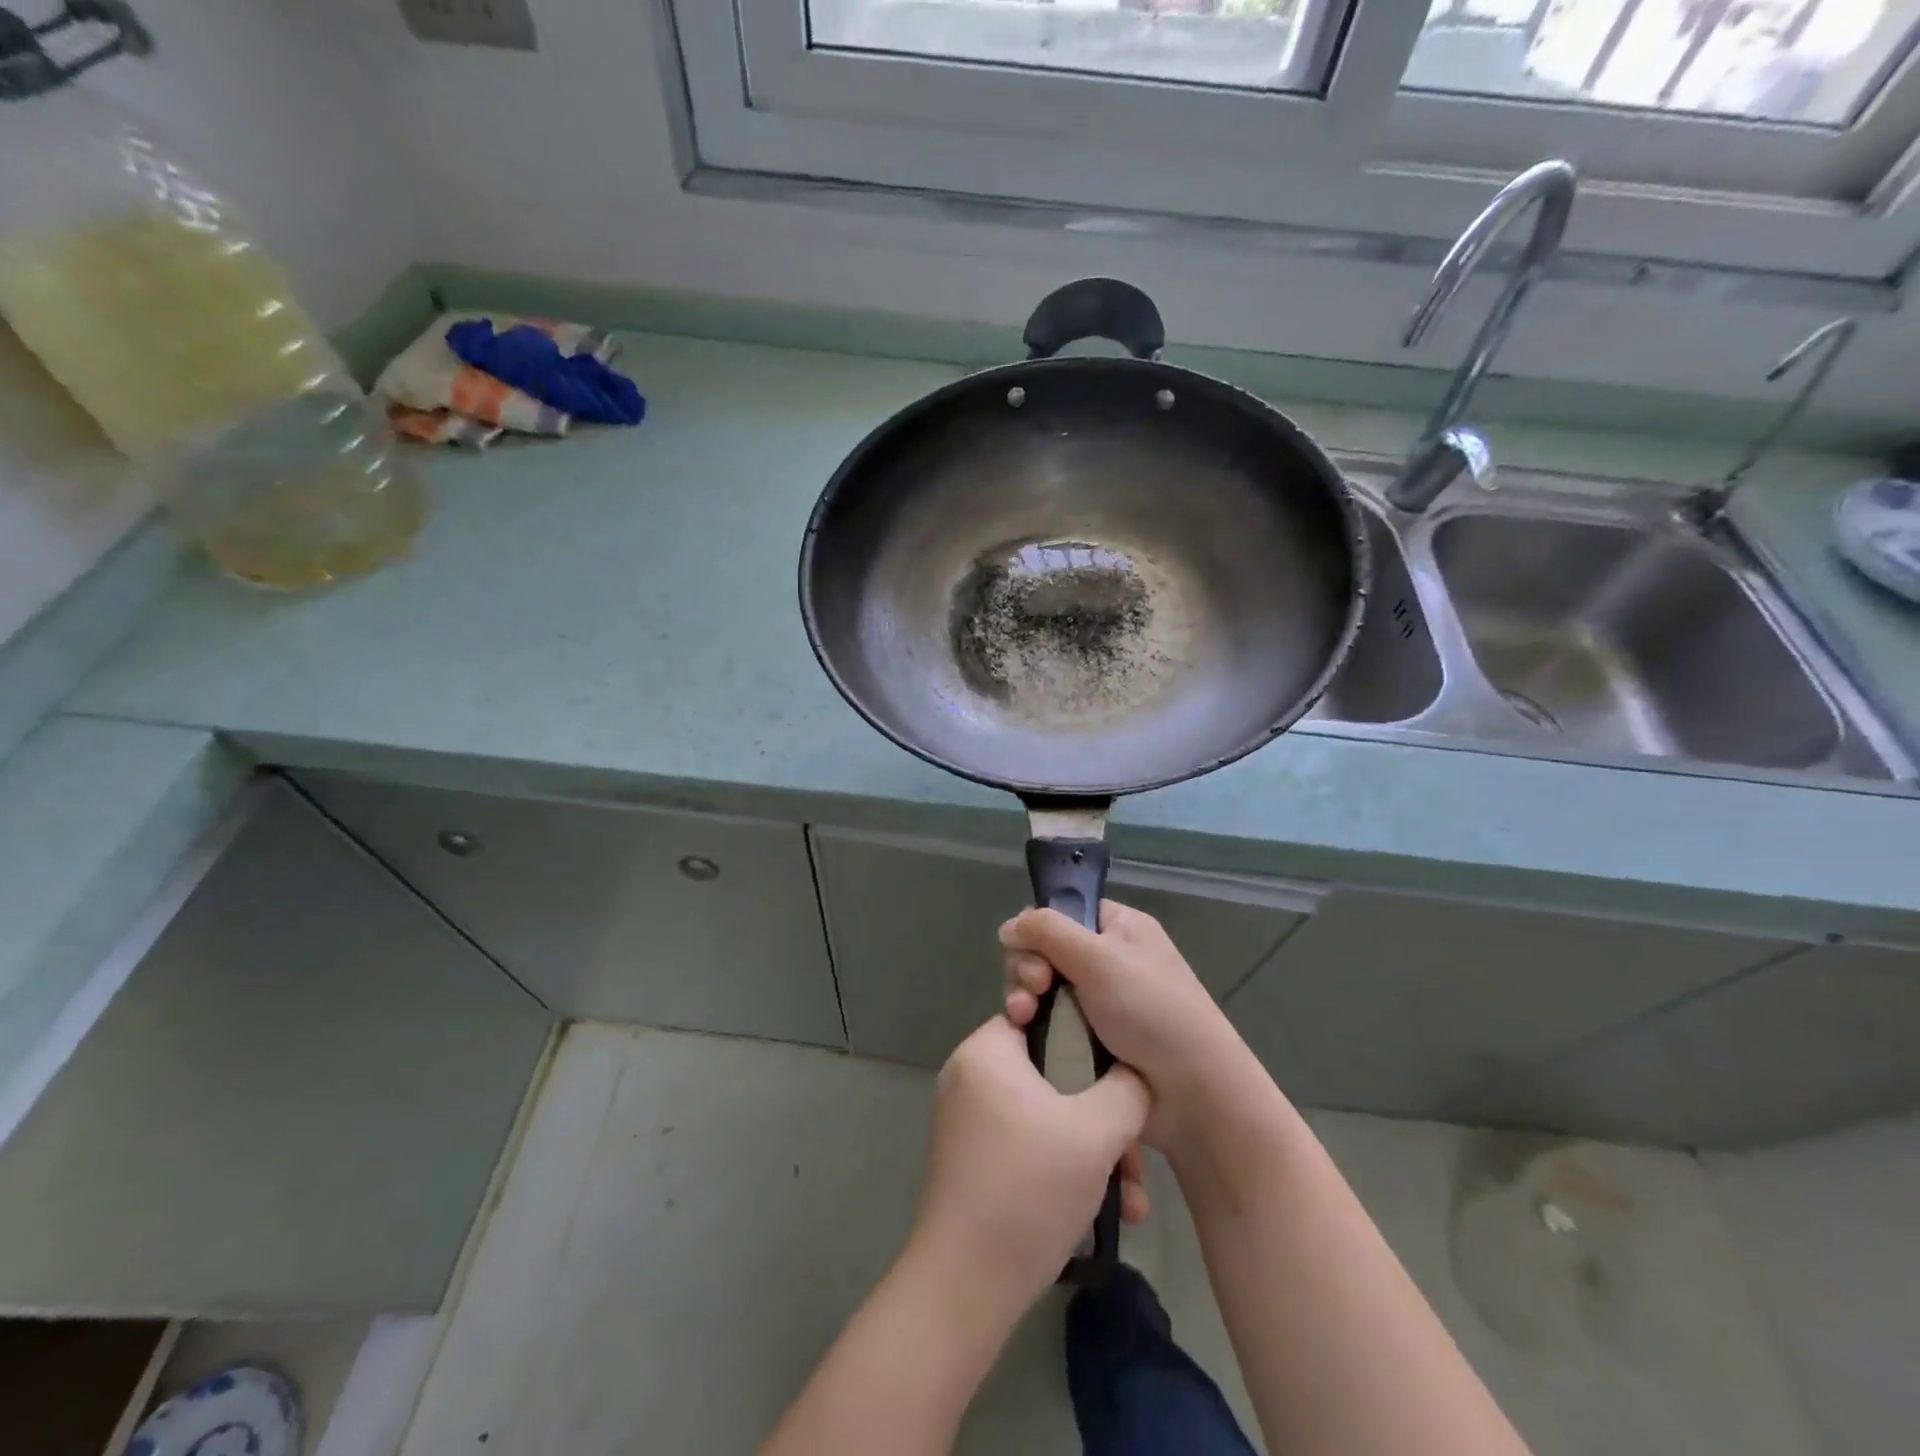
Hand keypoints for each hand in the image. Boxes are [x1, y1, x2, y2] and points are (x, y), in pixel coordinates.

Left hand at [908, 1016, 1149, 1318]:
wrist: (966, 1286)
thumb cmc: (1030, 1189)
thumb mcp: (1096, 1132)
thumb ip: (1126, 1089)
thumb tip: (1133, 1074)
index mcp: (986, 1050)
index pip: (1043, 1016)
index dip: (1088, 1038)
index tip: (1120, 1072)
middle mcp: (970, 1074)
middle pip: (1052, 1074)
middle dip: (1103, 1117)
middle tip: (1133, 1158)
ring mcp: (969, 1119)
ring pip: (1047, 1116)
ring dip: (1092, 1152)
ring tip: (1129, 1201)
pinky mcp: (973, 1158)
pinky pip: (1028, 1144)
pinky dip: (1064, 1168)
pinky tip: (1104, 1213)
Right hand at [1000, 900, 1264, 1154]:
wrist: (1193, 1094)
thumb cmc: (1151, 1011)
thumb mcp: (1099, 957)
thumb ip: (1048, 931)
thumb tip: (1008, 927)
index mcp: (1119, 928)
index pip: (1063, 912)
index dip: (1038, 929)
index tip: (1029, 950)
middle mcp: (1108, 959)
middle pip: (1046, 950)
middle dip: (1029, 967)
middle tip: (1034, 989)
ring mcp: (1099, 1002)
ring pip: (1043, 988)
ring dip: (1025, 997)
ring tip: (1023, 1017)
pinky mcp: (1090, 1040)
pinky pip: (1050, 1022)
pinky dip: (1036, 1025)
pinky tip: (1026, 1034)